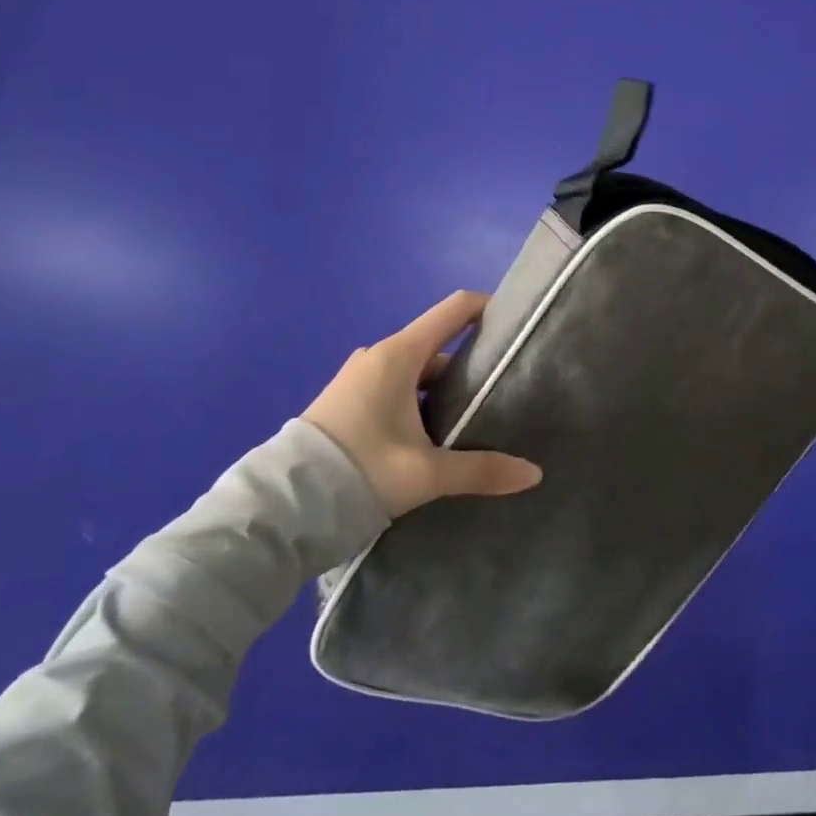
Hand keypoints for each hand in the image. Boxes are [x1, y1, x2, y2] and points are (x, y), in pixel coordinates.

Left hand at [302, 291, 541, 517]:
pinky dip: (418, 404)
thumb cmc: (360, 471)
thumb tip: (533, 474)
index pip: (454, 310)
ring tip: (472, 421)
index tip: (516, 324)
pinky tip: (431, 438)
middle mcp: (378, 357)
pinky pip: (394, 389)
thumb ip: (481, 471)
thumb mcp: (426, 474)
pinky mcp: (346, 401)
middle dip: (470, 367)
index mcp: (399, 356)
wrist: (281, 507)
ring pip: (416, 373)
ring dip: (443, 392)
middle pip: (438, 348)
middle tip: (501, 393)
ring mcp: (358, 379)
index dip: (487, 308)